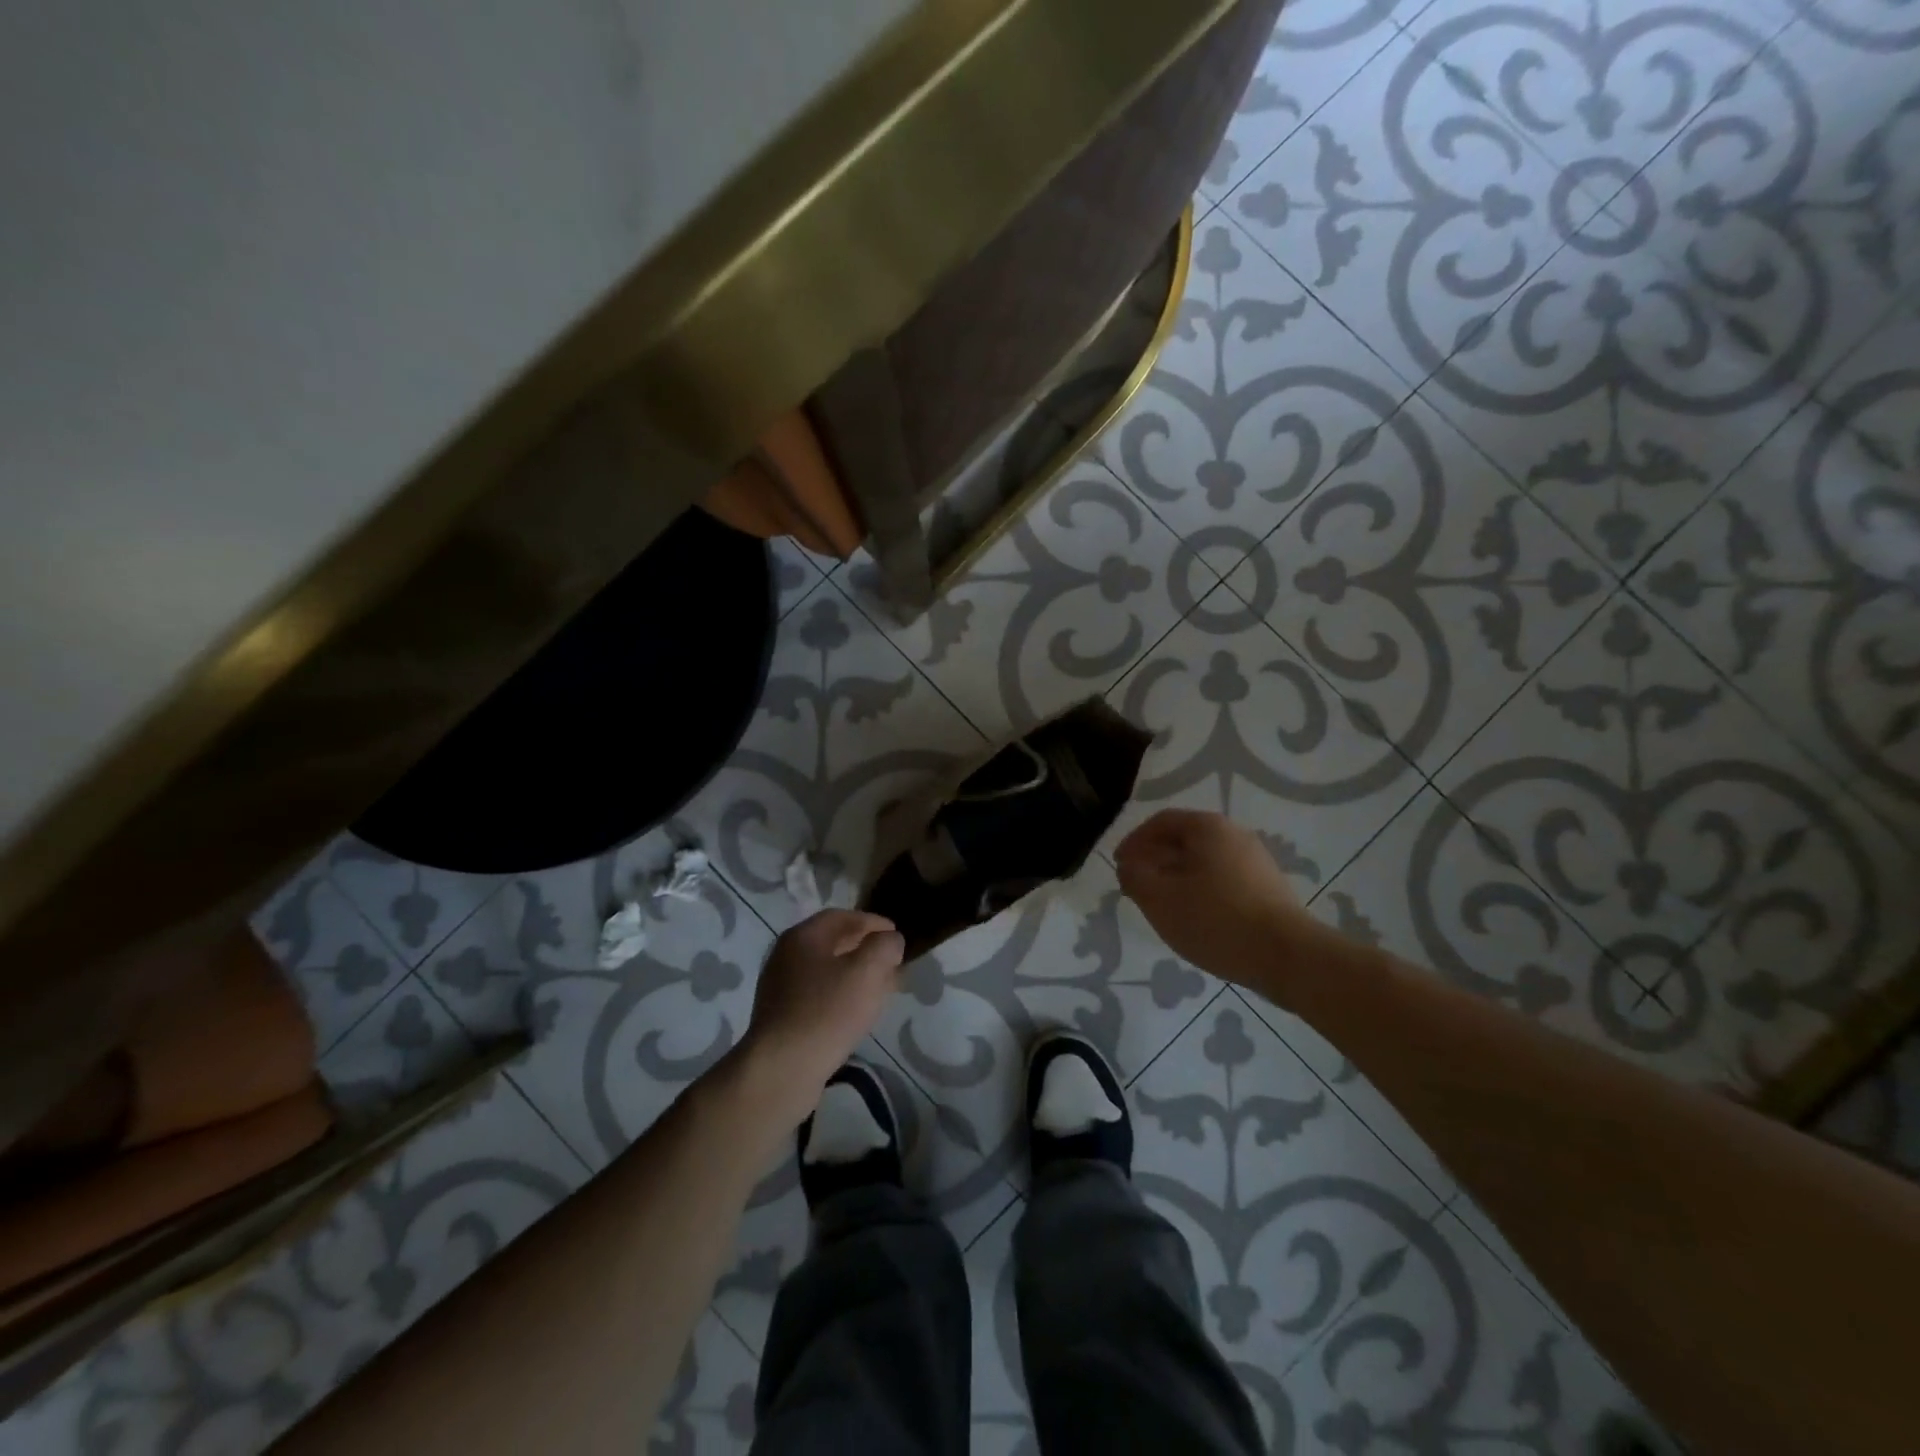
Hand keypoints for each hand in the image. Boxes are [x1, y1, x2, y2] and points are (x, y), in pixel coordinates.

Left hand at [738, 910, 906, 1124]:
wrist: (782, 1069)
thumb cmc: (827, 1011)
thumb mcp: (868, 971)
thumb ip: (885, 946)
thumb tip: (890, 940)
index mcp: (803, 936)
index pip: (842, 917)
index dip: (873, 922)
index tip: (897, 935)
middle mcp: (786, 955)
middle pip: (833, 942)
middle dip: (866, 949)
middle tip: (893, 963)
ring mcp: (781, 987)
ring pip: (827, 971)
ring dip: (856, 974)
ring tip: (882, 989)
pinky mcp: (782, 1017)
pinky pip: (818, 995)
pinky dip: (842, 995)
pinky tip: (858, 1012)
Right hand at [1115, 809, 1305, 990]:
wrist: (1288, 956)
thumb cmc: (1216, 919)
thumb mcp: (1160, 899)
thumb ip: (1135, 877)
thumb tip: (1128, 867)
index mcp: (1207, 827)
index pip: (1161, 822)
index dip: (1134, 841)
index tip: (1118, 865)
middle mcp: (1234, 835)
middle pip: (1184, 840)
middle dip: (1155, 860)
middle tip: (1136, 885)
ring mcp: (1256, 861)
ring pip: (1204, 862)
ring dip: (1176, 877)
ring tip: (1161, 904)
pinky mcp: (1268, 888)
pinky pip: (1223, 879)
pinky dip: (1200, 890)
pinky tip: (1194, 917)